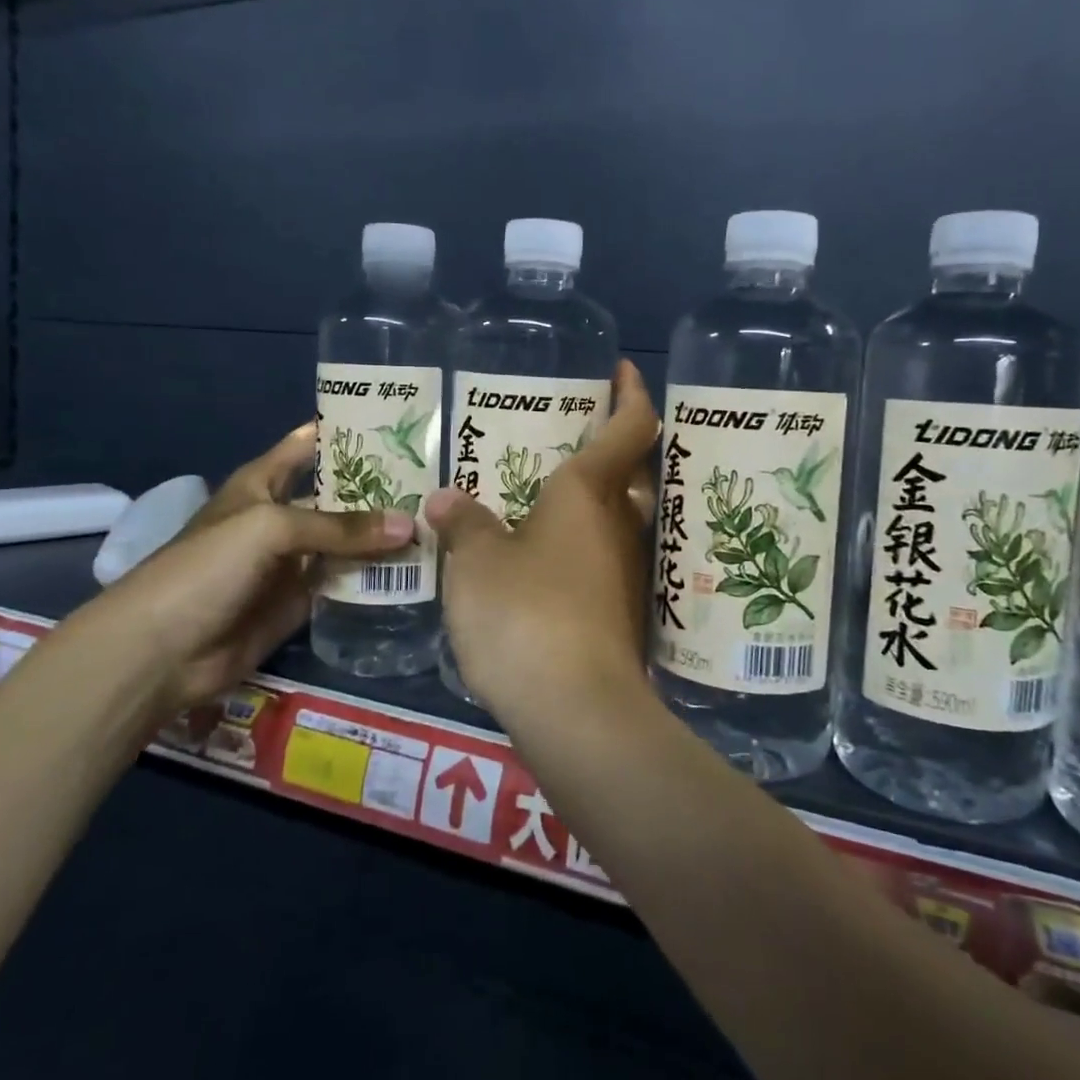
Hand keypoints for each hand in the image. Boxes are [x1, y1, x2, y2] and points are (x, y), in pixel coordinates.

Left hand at [68, 424, 415, 713]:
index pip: (309, 444)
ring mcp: (294, 560)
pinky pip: (346, 581)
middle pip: (339, 494)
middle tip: (437, 479)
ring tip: (438, 521)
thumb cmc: (207, 568)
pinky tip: (416, 568)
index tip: (399, 422)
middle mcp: (283, 515)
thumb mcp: (271, 529)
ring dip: (383, 534)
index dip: (347, 431)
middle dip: (381, 486)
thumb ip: (340, 527)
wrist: (162, 650)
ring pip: (348, 540)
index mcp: (264, 483)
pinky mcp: (303, 600)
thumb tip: (408, 525)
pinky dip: (375, 576)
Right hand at [424, 360, 658, 719]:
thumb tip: (447, 499)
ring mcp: (627, 571)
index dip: (632, 392)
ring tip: (546, 494)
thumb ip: (463, 525)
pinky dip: (584, 545)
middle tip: (572, 433)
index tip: (622, 371)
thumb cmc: (525, 613)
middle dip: (612, 445)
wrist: (577, 709)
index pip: (631, 426)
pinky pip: (606, 558)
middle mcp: (620, 524)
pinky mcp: (622, 613)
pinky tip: (548, 558)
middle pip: (632, 470)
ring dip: (595, 499)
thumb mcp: (477, 563)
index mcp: (590, 493)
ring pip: (619, 517)